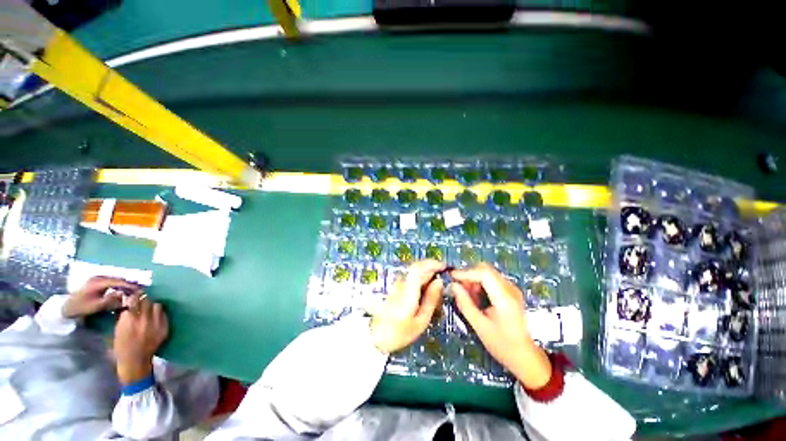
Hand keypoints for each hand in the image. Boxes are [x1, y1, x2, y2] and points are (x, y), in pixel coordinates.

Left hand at [62, 277, 140, 318]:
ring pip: (115, 280)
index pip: (118, 281)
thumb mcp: (95, 306)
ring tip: (133, 290)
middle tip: (140, 289)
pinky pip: (111, 282)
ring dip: (124, 284)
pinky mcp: (96, 282)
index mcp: (99, 282)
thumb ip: (110, 300)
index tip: (140, 289)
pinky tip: (122, 290)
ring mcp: (96, 279)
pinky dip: (118, 285)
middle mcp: (99, 278)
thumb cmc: (80, 307)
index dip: (130, 285)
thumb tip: (123, 295)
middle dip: (129, 284)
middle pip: (118, 279)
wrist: (65, 307)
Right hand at [114, 294, 168, 383]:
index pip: (133, 300)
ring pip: (157, 305)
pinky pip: (163, 315)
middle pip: (146, 301)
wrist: (135, 361)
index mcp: (129, 320)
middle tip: (140, 300)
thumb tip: (128, 302)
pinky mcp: (164, 328)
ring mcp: (156, 323)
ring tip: (148, 309)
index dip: (133, 296)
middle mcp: (144, 320)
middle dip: (143, 299)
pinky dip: (158, 314)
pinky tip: (154, 317)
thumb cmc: (121, 347)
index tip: (132, 295)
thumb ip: (124, 315)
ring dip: (152, 306)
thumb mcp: (117, 329)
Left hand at [370, 260, 445, 353]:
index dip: (432, 264)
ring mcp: (397, 285)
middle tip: (443, 274)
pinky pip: (411, 277)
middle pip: (416, 267)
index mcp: (408, 290)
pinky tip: (426, 288)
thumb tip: (439, 282)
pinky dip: (420, 278)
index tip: (443, 267)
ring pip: (413, 271)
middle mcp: (402, 283)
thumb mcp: (421, 321)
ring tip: (436, 283)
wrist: (377, 338)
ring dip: (426, 272)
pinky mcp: (396, 288)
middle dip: (431, 267)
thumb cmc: (400, 333)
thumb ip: (431, 299)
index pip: (418, 268)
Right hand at [451, 263, 551, 388]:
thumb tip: (453, 285)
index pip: (484, 273)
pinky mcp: (511, 292)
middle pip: (486, 270)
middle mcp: (510, 289)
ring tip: (467, 295)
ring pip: (488, 273)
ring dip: (474, 279)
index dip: (466, 272)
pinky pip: (492, 280)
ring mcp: (512, 289)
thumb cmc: (502, 344)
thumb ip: (465, 303)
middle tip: (459, 287)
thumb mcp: (479, 326)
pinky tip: (477, 298)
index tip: (452, 277)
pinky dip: (481, 284)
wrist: (526, 357)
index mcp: (504, 298)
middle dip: (469, 275)